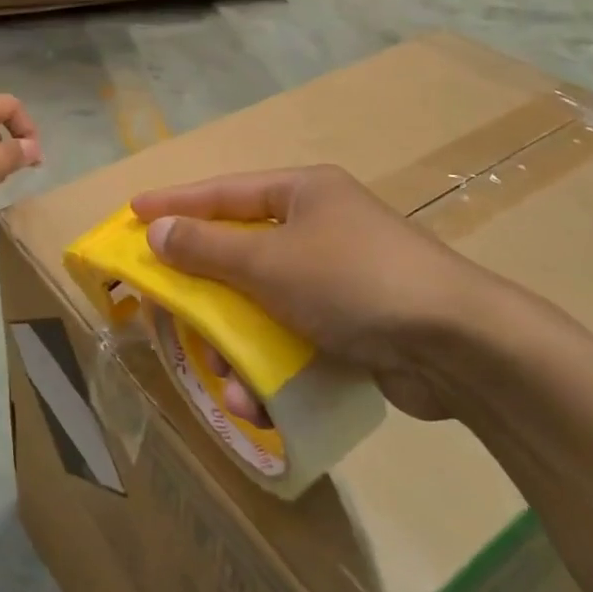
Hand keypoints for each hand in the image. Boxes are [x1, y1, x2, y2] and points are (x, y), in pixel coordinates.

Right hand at [130, 165, 532, 420]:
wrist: (459, 346)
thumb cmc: (352, 281)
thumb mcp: (269, 261)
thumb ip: (207, 247)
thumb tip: (157, 230)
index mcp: (304, 193)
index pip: (224, 192)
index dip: (176, 203)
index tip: (133, 212)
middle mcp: (321, 226)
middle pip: (242, 250)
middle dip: (206, 288)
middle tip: (167, 304)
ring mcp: (340, 277)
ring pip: (265, 302)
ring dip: (238, 341)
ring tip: (223, 376)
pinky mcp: (356, 323)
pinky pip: (295, 335)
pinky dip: (273, 363)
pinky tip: (259, 399)